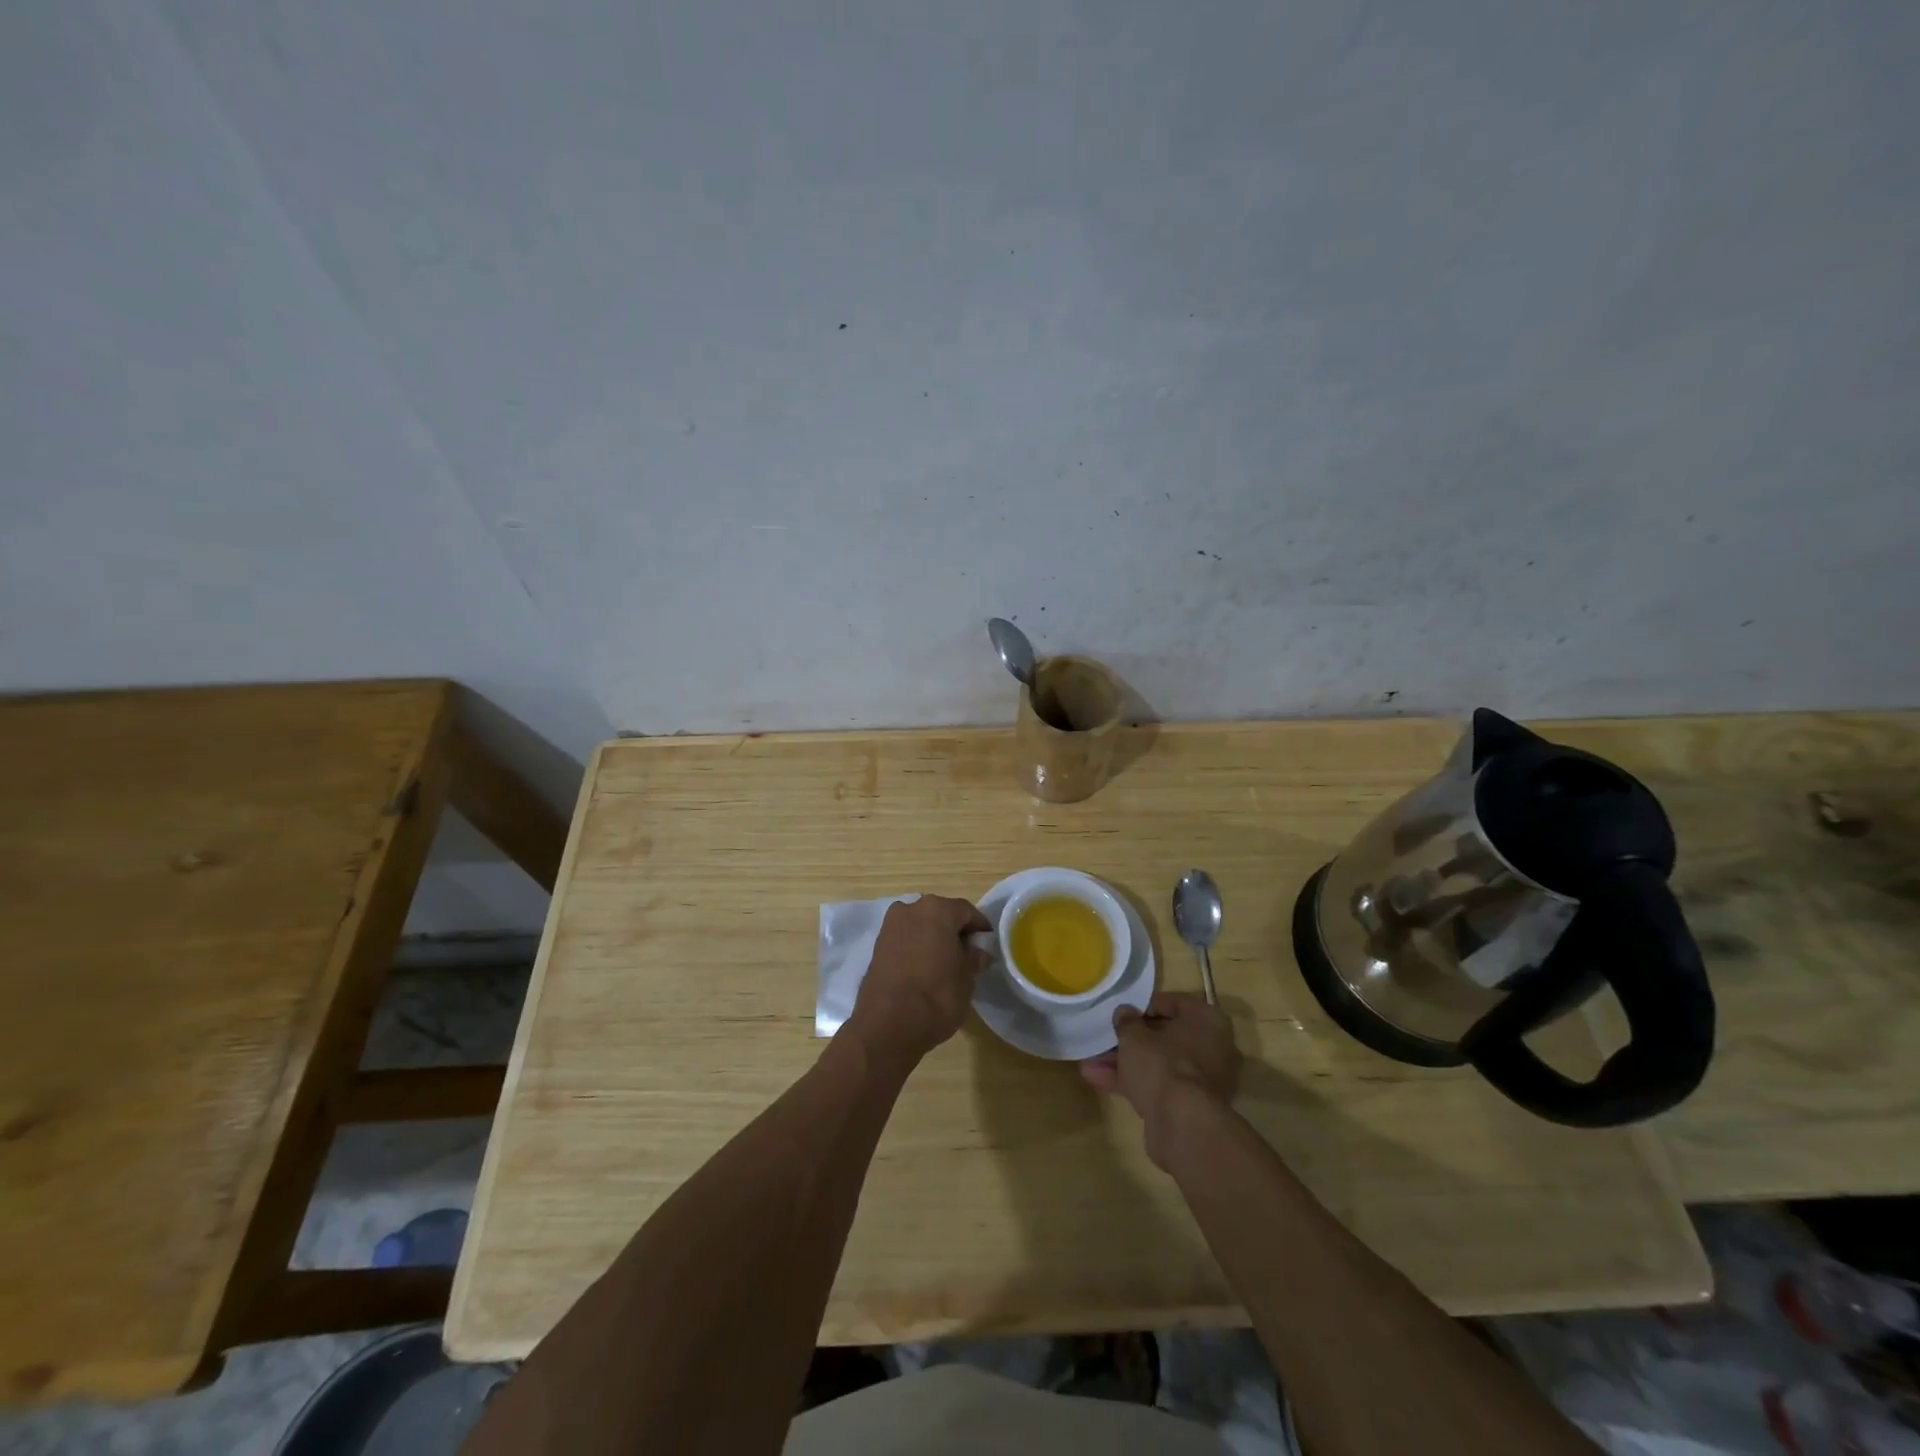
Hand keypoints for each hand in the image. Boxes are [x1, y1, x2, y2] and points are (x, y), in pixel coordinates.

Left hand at [847, 895, 991, 1066]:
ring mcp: (890, 926)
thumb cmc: (937, 995)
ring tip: (945, 964)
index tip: (988, 946)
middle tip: (968, 955)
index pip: (967, 911)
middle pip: (941, 915)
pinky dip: (916, 948)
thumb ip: (974, 959)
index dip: (980, 928)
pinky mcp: (877, 945)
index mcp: (937, 909)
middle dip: (955, 931)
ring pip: (921, 926)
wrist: (888, 1025)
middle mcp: (911, 908)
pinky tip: (925, 970)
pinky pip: (905, 939)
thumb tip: (978, 953)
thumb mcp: (967, 978)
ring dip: (934, 939)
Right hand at [1081, 992, 1240, 1168]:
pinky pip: (1160, 1085)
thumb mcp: (1134, 1036)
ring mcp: (1204, 1080)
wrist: (1182, 1125)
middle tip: (1104, 1038)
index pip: (1173, 1003)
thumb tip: (1124, 1013)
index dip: (1143, 1007)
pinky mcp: (1191, 1106)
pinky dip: (1133, 1082)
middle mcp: (1213, 1047)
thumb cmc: (1162, 1065)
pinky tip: (1098, 1080)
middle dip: (1131, 1040)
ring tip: (1090, 1061)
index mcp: (1208, 1020)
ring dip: (1126, 1062)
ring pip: (1159, 1063)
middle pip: (1165, 1037)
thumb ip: (1127, 1021)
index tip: (1121, 1013)